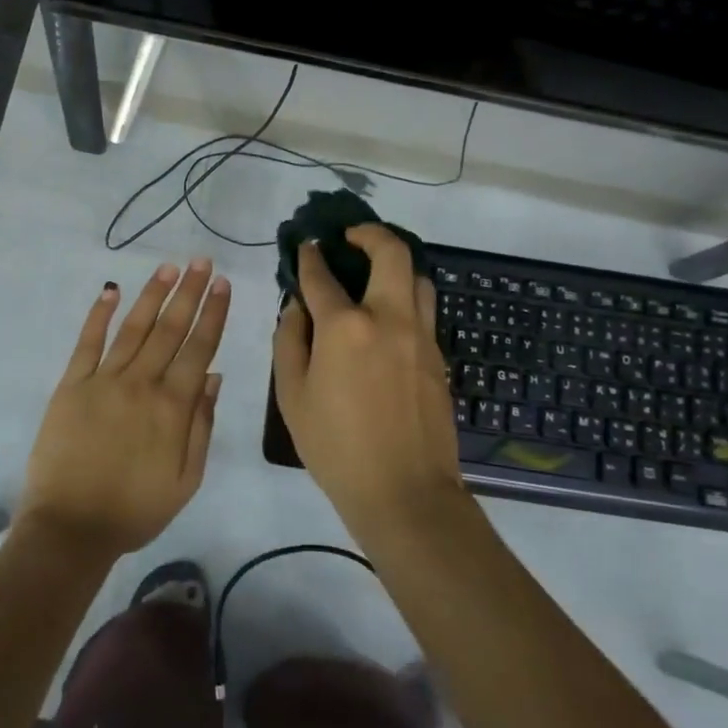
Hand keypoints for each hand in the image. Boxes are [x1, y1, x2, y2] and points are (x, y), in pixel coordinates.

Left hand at [20, 259, 229, 557]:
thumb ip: (202, 425)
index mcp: (173, 407)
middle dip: (189, 293)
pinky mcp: (72, 385)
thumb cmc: (135, 510)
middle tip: (202, 262)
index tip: (223, 285)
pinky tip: (111, 290)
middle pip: (170, 329)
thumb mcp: (186, 479)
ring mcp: (103, 380)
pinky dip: (99, 314)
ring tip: (169, 268)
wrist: (71, 527)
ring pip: (134, 328)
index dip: (213, 314)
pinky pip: (87, 342)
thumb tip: (214, 377)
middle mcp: (141, 383)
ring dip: (153, 295)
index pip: (199, 348)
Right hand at [272, 225, 462, 534]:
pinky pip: (424, 311)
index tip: (305, 246)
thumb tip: (296, 308)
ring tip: (375, 275)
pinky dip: (406, 299)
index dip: (309, 257)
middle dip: (370, 234)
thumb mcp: (292, 396)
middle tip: (352, 237)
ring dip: (396, 265)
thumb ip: (289, 342)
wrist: (404, 492)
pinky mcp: (438, 358)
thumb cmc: (336, 447)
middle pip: (391, 253)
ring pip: (418, 279)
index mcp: (345, 327)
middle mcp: (389, 318)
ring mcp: (421, 337)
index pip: (322, 277)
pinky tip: (388, 319)